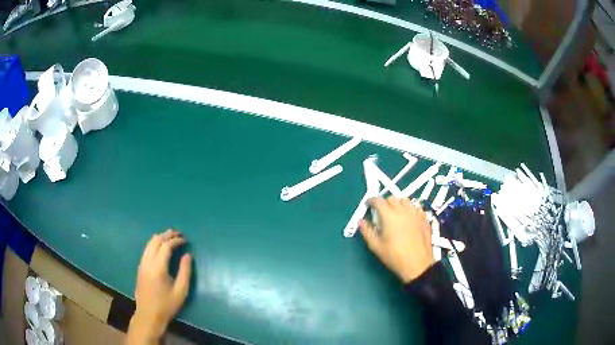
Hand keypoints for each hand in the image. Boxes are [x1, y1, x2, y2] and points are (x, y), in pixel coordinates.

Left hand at [127, 230, 191, 343]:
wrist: (148, 314)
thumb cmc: (167, 305)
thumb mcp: (181, 291)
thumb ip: (185, 272)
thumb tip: (188, 255)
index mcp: (158, 267)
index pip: (166, 246)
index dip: (176, 240)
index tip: (185, 240)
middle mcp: (148, 262)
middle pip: (156, 241)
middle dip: (167, 235)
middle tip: (178, 233)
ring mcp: (142, 264)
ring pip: (149, 244)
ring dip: (160, 237)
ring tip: (170, 236)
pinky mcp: (140, 267)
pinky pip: (146, 249)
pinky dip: (154, 243)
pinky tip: (159, 246)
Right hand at [359, 197, 433, 283]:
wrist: (418, 264)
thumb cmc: (394, 256)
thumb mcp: (376, 246)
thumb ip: (367, 231)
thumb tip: (360, 221)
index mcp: (389, 216)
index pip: (378, 200)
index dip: (371, 201)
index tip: (368, 205)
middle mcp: (403, 210)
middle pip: (392, 198)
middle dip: (385, 202)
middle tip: (381, 212)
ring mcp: (415, 213)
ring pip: (406, 200)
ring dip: (399, 203)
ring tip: (396, 213)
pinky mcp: (424, 219)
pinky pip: (417, 207)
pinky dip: (411, 209)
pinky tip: (409, 218)